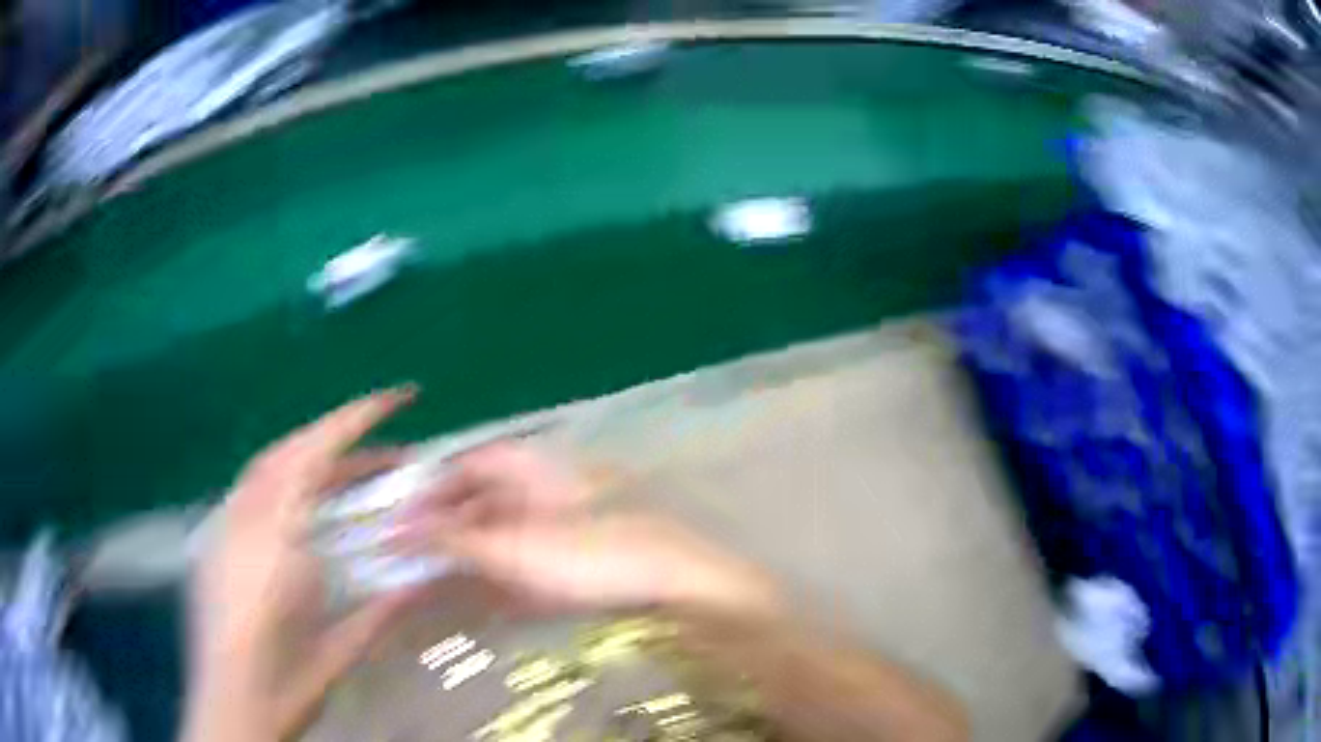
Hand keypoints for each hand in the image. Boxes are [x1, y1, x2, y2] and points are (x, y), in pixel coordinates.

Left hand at [186, 388, 421, 740]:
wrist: (231, 706)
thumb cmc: (287, 682)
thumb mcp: (340, 648)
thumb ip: (380, 609)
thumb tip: (426, 580)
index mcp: (278, 537)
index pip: (316, 455)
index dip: (356, 419)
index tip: (398, 397)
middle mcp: (246, 517)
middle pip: (292, 452)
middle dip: (340, 439)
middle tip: (389, 451)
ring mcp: (226, 525)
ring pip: (270, 468)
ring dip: (313, 460)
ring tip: (356, 477)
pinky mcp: (215, 541)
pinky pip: (253, 493)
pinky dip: (286, 484)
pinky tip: (308, 511)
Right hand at [400, 443, 780, 617]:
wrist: (679, 586)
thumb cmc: (596, 556)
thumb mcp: (517, 548)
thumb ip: (457, 539)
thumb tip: (401, 530)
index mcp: (535, 467)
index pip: (469, 464)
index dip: (433, 486)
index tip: (402, 518)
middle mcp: (548, 488)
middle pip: (484, 501)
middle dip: (447, 528)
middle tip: (413, 558)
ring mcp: (567, 525)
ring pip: (504, 535)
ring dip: (471, 557)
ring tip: (439, 584)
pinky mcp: (580, 560)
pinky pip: (528, 563)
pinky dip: (502, 579)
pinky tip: (484, 602)